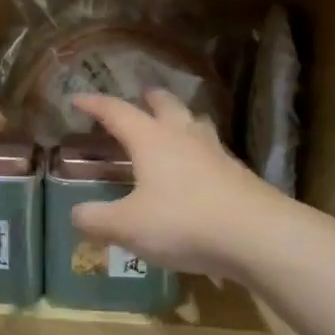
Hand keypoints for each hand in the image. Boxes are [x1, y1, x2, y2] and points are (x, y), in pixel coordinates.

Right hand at [70, 90, 285, 280]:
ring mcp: (215, 153)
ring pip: (195, 123)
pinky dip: (200, 151)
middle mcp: (183, 137)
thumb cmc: (183, 222)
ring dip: (181, 118)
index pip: (117, 111)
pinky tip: (199, 168)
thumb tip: (76, 214)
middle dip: (149, 98)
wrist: (258, 236)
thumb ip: (97, 219)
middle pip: (166, 104)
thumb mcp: (128, 226)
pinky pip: (213, 151)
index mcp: (151, 140)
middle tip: (140, 97)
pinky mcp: (238, 174)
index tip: (78, 98)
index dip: (95, 104)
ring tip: (174, 125)